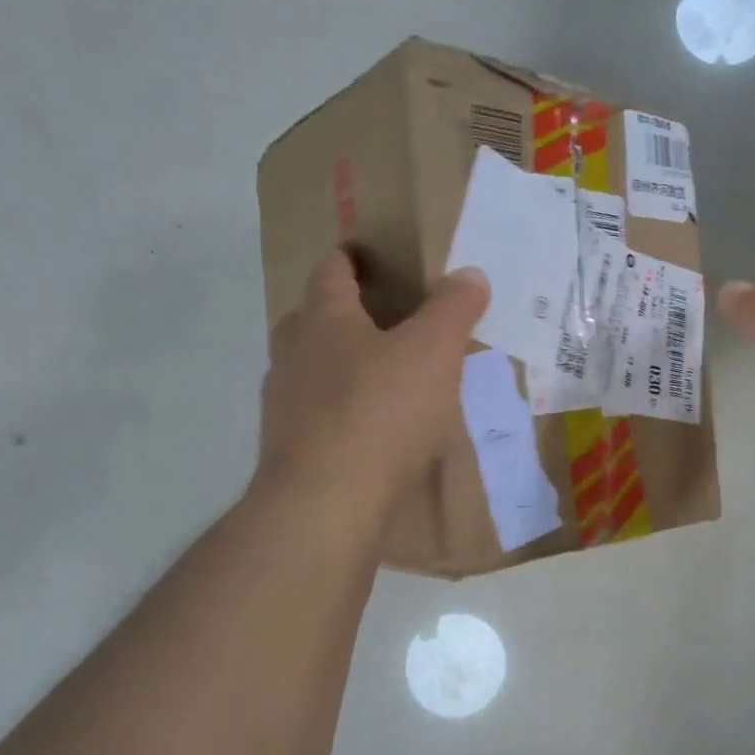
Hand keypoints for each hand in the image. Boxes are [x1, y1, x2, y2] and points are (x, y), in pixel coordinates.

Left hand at [259, 249, 489, 510]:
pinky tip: (370, 430)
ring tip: (379, 376)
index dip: (350, 256)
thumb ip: (453, 308)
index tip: (366, 252)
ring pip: (309, 369)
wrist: (327, 501)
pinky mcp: (289, 449)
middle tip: (379, 318)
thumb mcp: (433, 351)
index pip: (331, 271)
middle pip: (310, 318)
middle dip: (340, 312)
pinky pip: (316, 415)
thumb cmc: (382, 410)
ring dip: (337, 364)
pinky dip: (340, 411)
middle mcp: (294, 355)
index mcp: (325, 320)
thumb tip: (470, 273)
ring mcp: (284, 405)